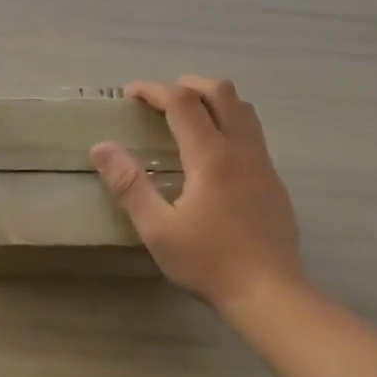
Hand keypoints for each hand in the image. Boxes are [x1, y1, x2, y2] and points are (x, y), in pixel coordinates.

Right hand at [91, 77, 303, 312]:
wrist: (269, 292)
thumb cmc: (208, 262)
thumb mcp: (157, 229)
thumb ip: (129, 185)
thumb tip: (102, 147)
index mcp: (211, 158)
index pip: (182, 103)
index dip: (154, 90)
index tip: (130, 93)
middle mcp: (242, 150)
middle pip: (222, 92)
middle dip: (187, 84)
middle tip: (159, 99)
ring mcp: (263, 164)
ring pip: (244, 110)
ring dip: (213, 100)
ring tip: (187, 117)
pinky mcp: (274, 181)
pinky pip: (252, 133)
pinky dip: (229, 122)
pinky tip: (212, 154)